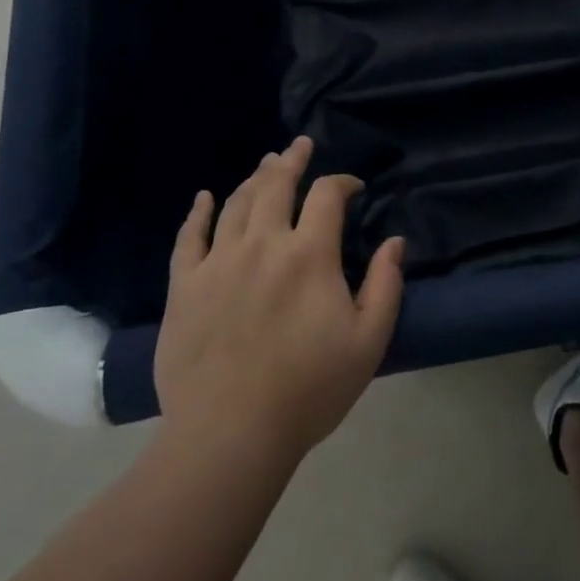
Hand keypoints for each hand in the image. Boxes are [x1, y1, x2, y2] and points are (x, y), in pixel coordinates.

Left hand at [155, 137, 405, 461]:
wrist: (230, 436)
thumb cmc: (309, 390)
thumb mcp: (368, 342)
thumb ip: (386, 285)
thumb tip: (394, 241)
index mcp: (309, 254)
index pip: (327, 195)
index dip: (342, 181)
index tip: (353, 187)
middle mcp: (262, 244)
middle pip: (276, 184)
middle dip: (292, 160)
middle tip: (300, 145)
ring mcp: (218, 262)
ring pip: (236, 203)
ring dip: (254, 178)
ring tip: (266, 165)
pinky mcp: (185, 286)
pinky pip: (189, 237)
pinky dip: (198, 212)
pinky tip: (204, 197)